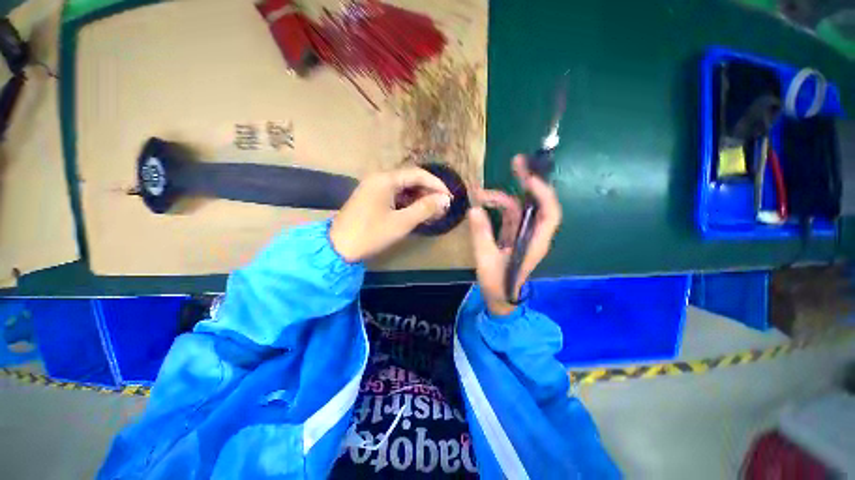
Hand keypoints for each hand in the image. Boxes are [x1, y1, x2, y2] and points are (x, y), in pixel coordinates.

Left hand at [330, 167, 451, 261]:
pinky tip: (416, 214)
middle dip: (428, 192)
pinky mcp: (371, 199)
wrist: (338, 248)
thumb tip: (445, 199)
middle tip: (441, 207)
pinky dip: (407, 204)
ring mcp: (373, 189)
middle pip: (410, 180)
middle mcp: (379, 179)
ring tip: (432, 212)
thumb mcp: (401, 222)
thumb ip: (425, 208)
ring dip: (418, 199)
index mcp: (385, 179)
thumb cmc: (371, 234)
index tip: (449, 197)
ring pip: (402, 189)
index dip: (436, 184)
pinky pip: (394, 196)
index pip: (417, 174)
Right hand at [468, 155, 561, 315]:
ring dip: (500, 197)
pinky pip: (508, 215)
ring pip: (518, 207)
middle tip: (516, 162)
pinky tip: (483, 203)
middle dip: (528, 182)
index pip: (549, 213)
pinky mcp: (512, 235)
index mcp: (535, 243)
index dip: (543, 193)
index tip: (528, 178)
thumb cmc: (497, 284)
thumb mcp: (486, 260)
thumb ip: (481, 235)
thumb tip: (474, 209)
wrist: (500, 298)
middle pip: (537, 204)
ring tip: (479, 193)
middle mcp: (533, 234)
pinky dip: (496, 207)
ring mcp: (522, 233)